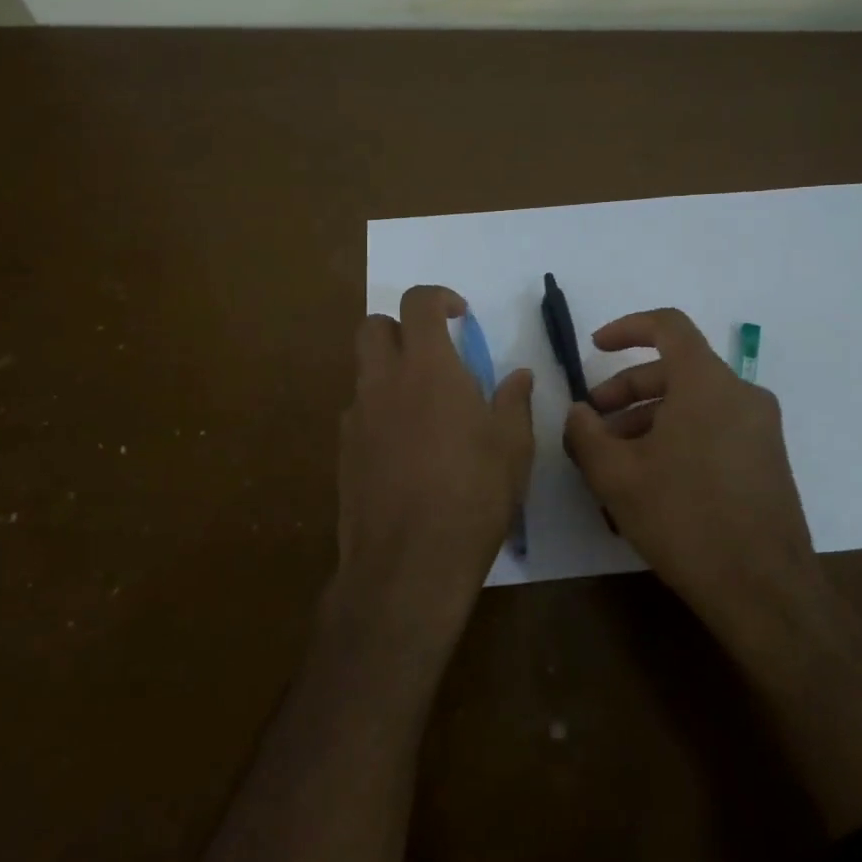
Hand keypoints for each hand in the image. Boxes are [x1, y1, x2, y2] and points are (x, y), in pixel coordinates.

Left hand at [334, 286, 533, 644]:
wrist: (408, 563)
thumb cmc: (473, 495)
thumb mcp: (512, 446)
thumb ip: (513, 401)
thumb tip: (518, 375)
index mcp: (427, 368)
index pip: (418, 303)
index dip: (438, 298)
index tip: (460, 316)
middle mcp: (383, 382)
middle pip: (374, 326)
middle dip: (402, 328)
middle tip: (435, 355)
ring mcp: (357, 418)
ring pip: (364, 371)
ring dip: (391, 371)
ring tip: (427, 410)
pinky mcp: (343, 453)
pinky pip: (360, 413)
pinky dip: (381, 412)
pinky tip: (407, 451)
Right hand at [564, 308, 818, 642]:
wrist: (764, 589)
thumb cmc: (684, 519)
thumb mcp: (616, 476)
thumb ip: (585, 433)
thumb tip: (579, 413)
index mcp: (707, 383)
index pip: (668, 326)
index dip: (627, 328)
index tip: (595, 347)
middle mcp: (741, 395)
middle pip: (676, 370)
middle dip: (626, 390)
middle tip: (592, 425)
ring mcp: (760, 429)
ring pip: (693, 404)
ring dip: (648, 421)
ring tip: (613, 462)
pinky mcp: (766, 460)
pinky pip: (713, 430)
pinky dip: (676, 438)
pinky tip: (650, 482)